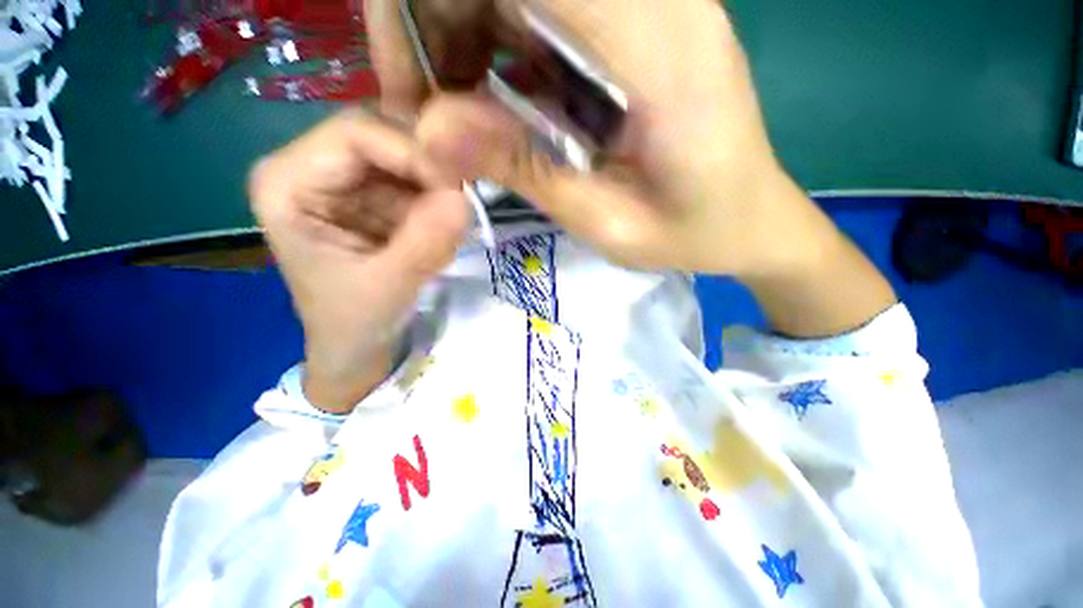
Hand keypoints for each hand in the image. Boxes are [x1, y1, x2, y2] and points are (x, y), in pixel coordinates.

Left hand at [249, 109, 470, 412]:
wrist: (357, 345)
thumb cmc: (354, 322)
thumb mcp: (387, 287)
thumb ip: (424, 244)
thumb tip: (464, 200)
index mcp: (288, 183)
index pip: (356, 132)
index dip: (412, 153)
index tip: (455, 191)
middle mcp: (312, 168)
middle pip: (384, 137)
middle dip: (429, 171)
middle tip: (460, 208)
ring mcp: (346, 181)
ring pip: (406, 158)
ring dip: (437, 191)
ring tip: (448, 233)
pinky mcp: (373, 198)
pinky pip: (416, 182)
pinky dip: (438, 205)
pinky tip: (441, 236)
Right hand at [408, 0, 811, 276]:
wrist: (750, 219)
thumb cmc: (690, 233)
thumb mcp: (605, 223)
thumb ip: (527, 171)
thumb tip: (429, 130)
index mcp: (660, 47)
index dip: (433, 6)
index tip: (411, 85)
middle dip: (438, 22)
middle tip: (428, 108)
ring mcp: (651, 3)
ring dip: (463, 34)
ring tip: (458, 115)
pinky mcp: (638, 23)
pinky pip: (544, 8)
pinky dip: (497, 43)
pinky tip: (496, 102)